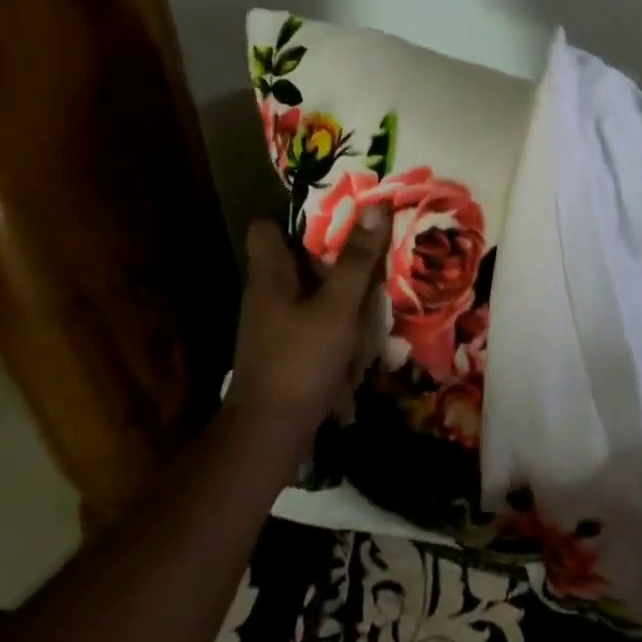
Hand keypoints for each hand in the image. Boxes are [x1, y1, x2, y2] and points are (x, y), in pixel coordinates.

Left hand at [224, 207, 388, 452]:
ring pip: (305, 287)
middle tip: (369, 237)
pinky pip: (310, 315)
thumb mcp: (338, 306)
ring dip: (336, 280)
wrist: (269, 435)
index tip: (335, 210)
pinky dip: (334, 311)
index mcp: (268, 274)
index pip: (265, 227)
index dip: (295, 214)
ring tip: (375, 273)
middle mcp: (265, 294)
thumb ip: (357, 260)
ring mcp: (273, 324)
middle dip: (329, 246)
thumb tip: (375, 206)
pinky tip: (363, 317)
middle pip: (292, 255)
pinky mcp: (284, 350)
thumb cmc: (300, 360)